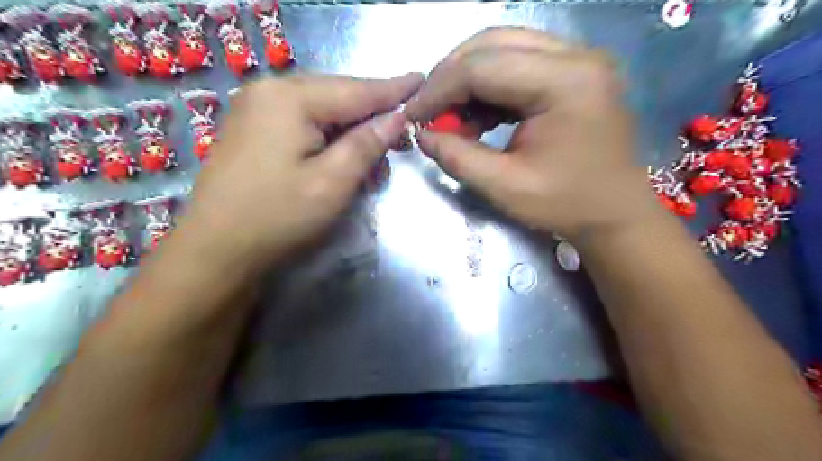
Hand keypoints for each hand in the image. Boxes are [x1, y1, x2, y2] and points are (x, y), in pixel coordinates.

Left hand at [181, 71, 422, 264]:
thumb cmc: (278, 217)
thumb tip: (396, 117)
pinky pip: (303, 123)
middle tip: (402, 136)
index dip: (393, 90)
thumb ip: (366, 144)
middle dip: (372, 116)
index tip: (421, 80)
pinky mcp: (253, 129)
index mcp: (289, 98)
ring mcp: (257, 109)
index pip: (356, 90)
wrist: (215, 250)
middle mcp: (270, 92)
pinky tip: (341, 156)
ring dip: (351, 131)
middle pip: (338, 96)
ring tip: (375, 157)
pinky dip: (328, 138)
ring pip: (322, 111)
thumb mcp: (333, 182)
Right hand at [405, 27, 658, 240]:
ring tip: (451, 118)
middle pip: (493, 44)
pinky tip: (477, 117)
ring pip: (503, 49)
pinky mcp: (573, 73)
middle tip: (428, 111)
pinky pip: (518, 65)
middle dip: (450, 77)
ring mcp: (578, 61)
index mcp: (565, 82)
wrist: (616, 214)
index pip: (483, 67)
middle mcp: (576, 56)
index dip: (439, 89)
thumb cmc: (567, 205)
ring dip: (468, 80)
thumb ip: (458, 158)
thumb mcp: (505, 188)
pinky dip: (489, 87)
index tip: (413, 115)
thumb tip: (423, 135)